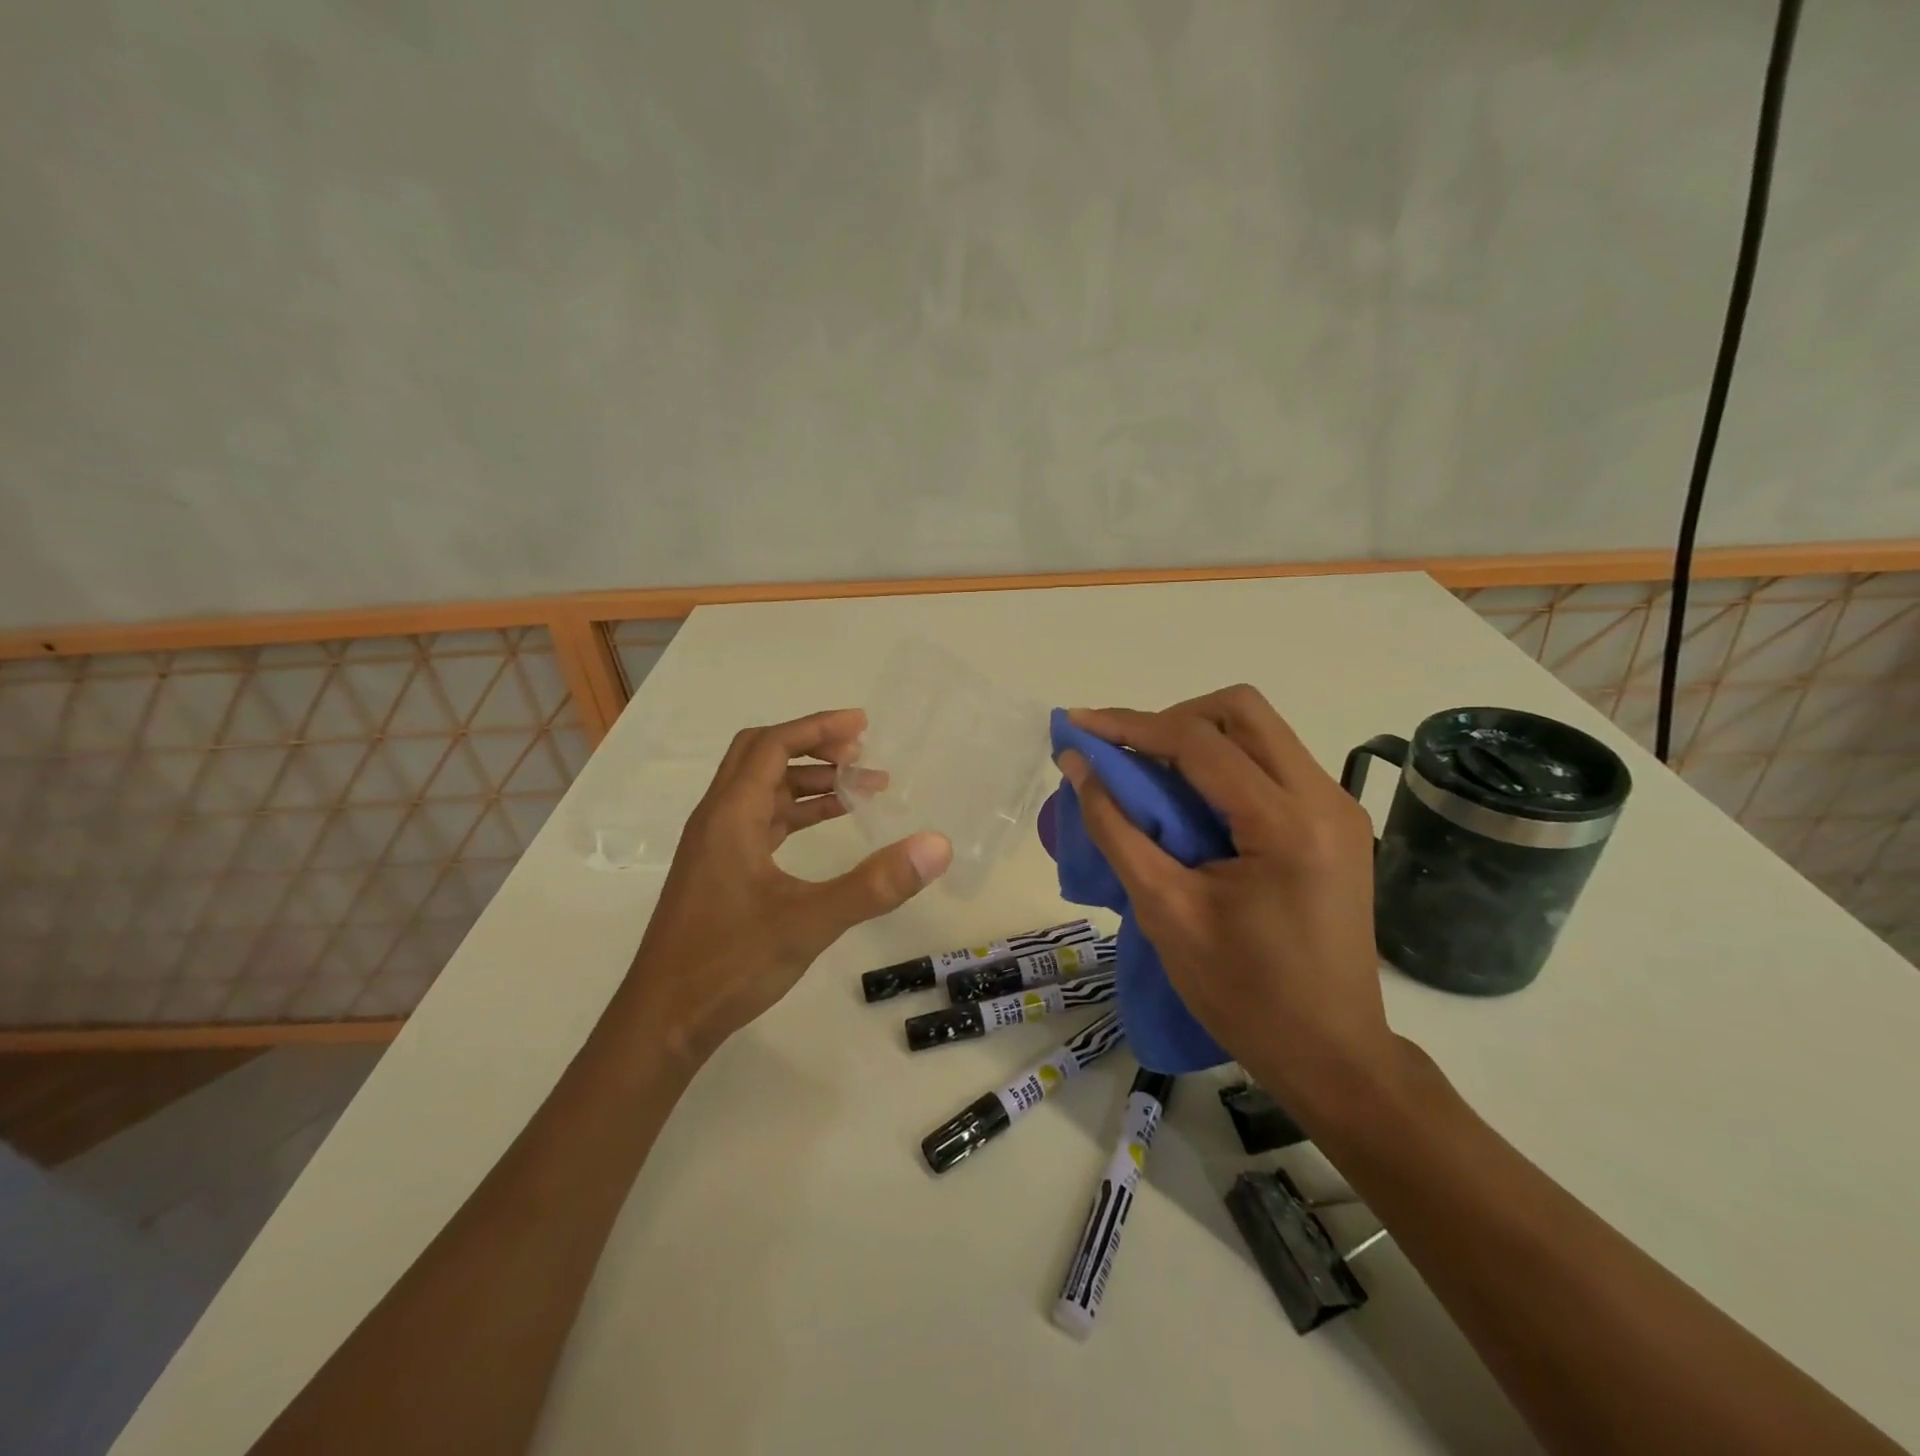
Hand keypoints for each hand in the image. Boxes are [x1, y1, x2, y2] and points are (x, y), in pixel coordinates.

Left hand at [626, 709, 950, 1059]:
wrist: (663, 1020)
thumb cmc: (729, 963)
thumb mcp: (810, 921)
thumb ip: (875, 884)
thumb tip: (936, 845)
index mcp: (731, 815)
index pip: (773, 745)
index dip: (818, 728)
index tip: (863, 726)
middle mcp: (717, 819)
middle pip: (760, 755)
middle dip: (812, 746)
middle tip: (860, 752)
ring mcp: (715, 845)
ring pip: (762, 790)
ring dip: (807, 780)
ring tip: (860, 789)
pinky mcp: (720, 869)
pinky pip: (761, 820)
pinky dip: (796, 812)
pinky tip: (827, 825)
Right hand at [1058, 686, 1394, 1114]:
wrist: (1331, 1054)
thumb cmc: (1242, 994)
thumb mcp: (1165, 911)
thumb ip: (1116, 829)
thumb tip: (1078, 767)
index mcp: (1286, 825)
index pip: (1199, 742)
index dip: (1130, 726)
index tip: (1078, 726)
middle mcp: (1324, 799)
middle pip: (1242, 711)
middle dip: (1172, 719)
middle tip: (1125, 754)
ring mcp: (1337, 809)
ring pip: (1260, 732)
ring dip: (1199, 739)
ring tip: (1150, 777)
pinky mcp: (1336, 824)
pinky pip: (1272, 765)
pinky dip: (1224, 766)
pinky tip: (1191, 803)